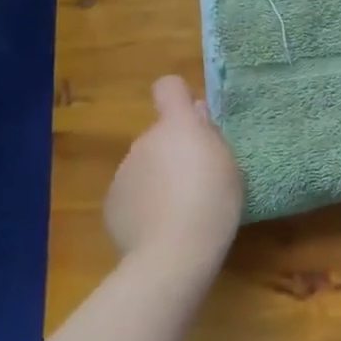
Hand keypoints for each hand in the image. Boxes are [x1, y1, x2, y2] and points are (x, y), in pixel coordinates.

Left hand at [104, 76, 242, 277]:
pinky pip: (131, 194)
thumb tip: (196, 115)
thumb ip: (209, 135)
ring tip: (178, 211)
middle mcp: (144, 141)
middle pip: (159, 136)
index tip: (192, 118)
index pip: (168, 87)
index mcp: (177, 126)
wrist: (174, 253)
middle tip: (195, 181)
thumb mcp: (228, 164)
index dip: (178, 97)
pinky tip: (158, 228)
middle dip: (172, 151)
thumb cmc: (213, 202)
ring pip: (143, 166)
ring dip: (157, 179)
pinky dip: (142, 205)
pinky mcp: (111, 204)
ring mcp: (123, 172)